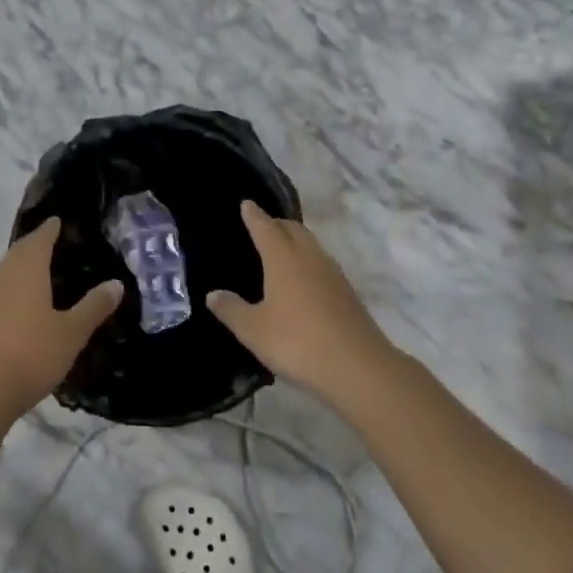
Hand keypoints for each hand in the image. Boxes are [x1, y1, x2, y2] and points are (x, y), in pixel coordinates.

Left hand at [0, 217, 122, 419]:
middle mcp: (3, 279)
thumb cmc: (30, 354)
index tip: (57, 220)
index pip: (39, 240)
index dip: (49, 229)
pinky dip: (13, 290)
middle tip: (50, 240)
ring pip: (6, 274)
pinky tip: (22, 306)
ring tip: (39, 270)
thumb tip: (116, 283)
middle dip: (34, 244)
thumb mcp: (71, 333)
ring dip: (21, 267)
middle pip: (18, 253)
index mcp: (27, 272)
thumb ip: (93, 307)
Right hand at [207, 201, 398, 405]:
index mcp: (283, 257)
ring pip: (310, 244)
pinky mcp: (347, 292)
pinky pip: (321, 264)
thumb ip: (231, 309)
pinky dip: (307, 261)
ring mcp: (332, 273)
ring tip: (279, 251)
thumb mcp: (253, 330)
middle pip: (292, 228)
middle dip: (275, 223)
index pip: (265, 226)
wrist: (359, 368)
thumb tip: (213, 294)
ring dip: (294, 241)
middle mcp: (309, 256)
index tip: (246, 203)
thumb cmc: (298, 342)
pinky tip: (302, 281)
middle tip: (260, 227)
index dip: (253, 215)